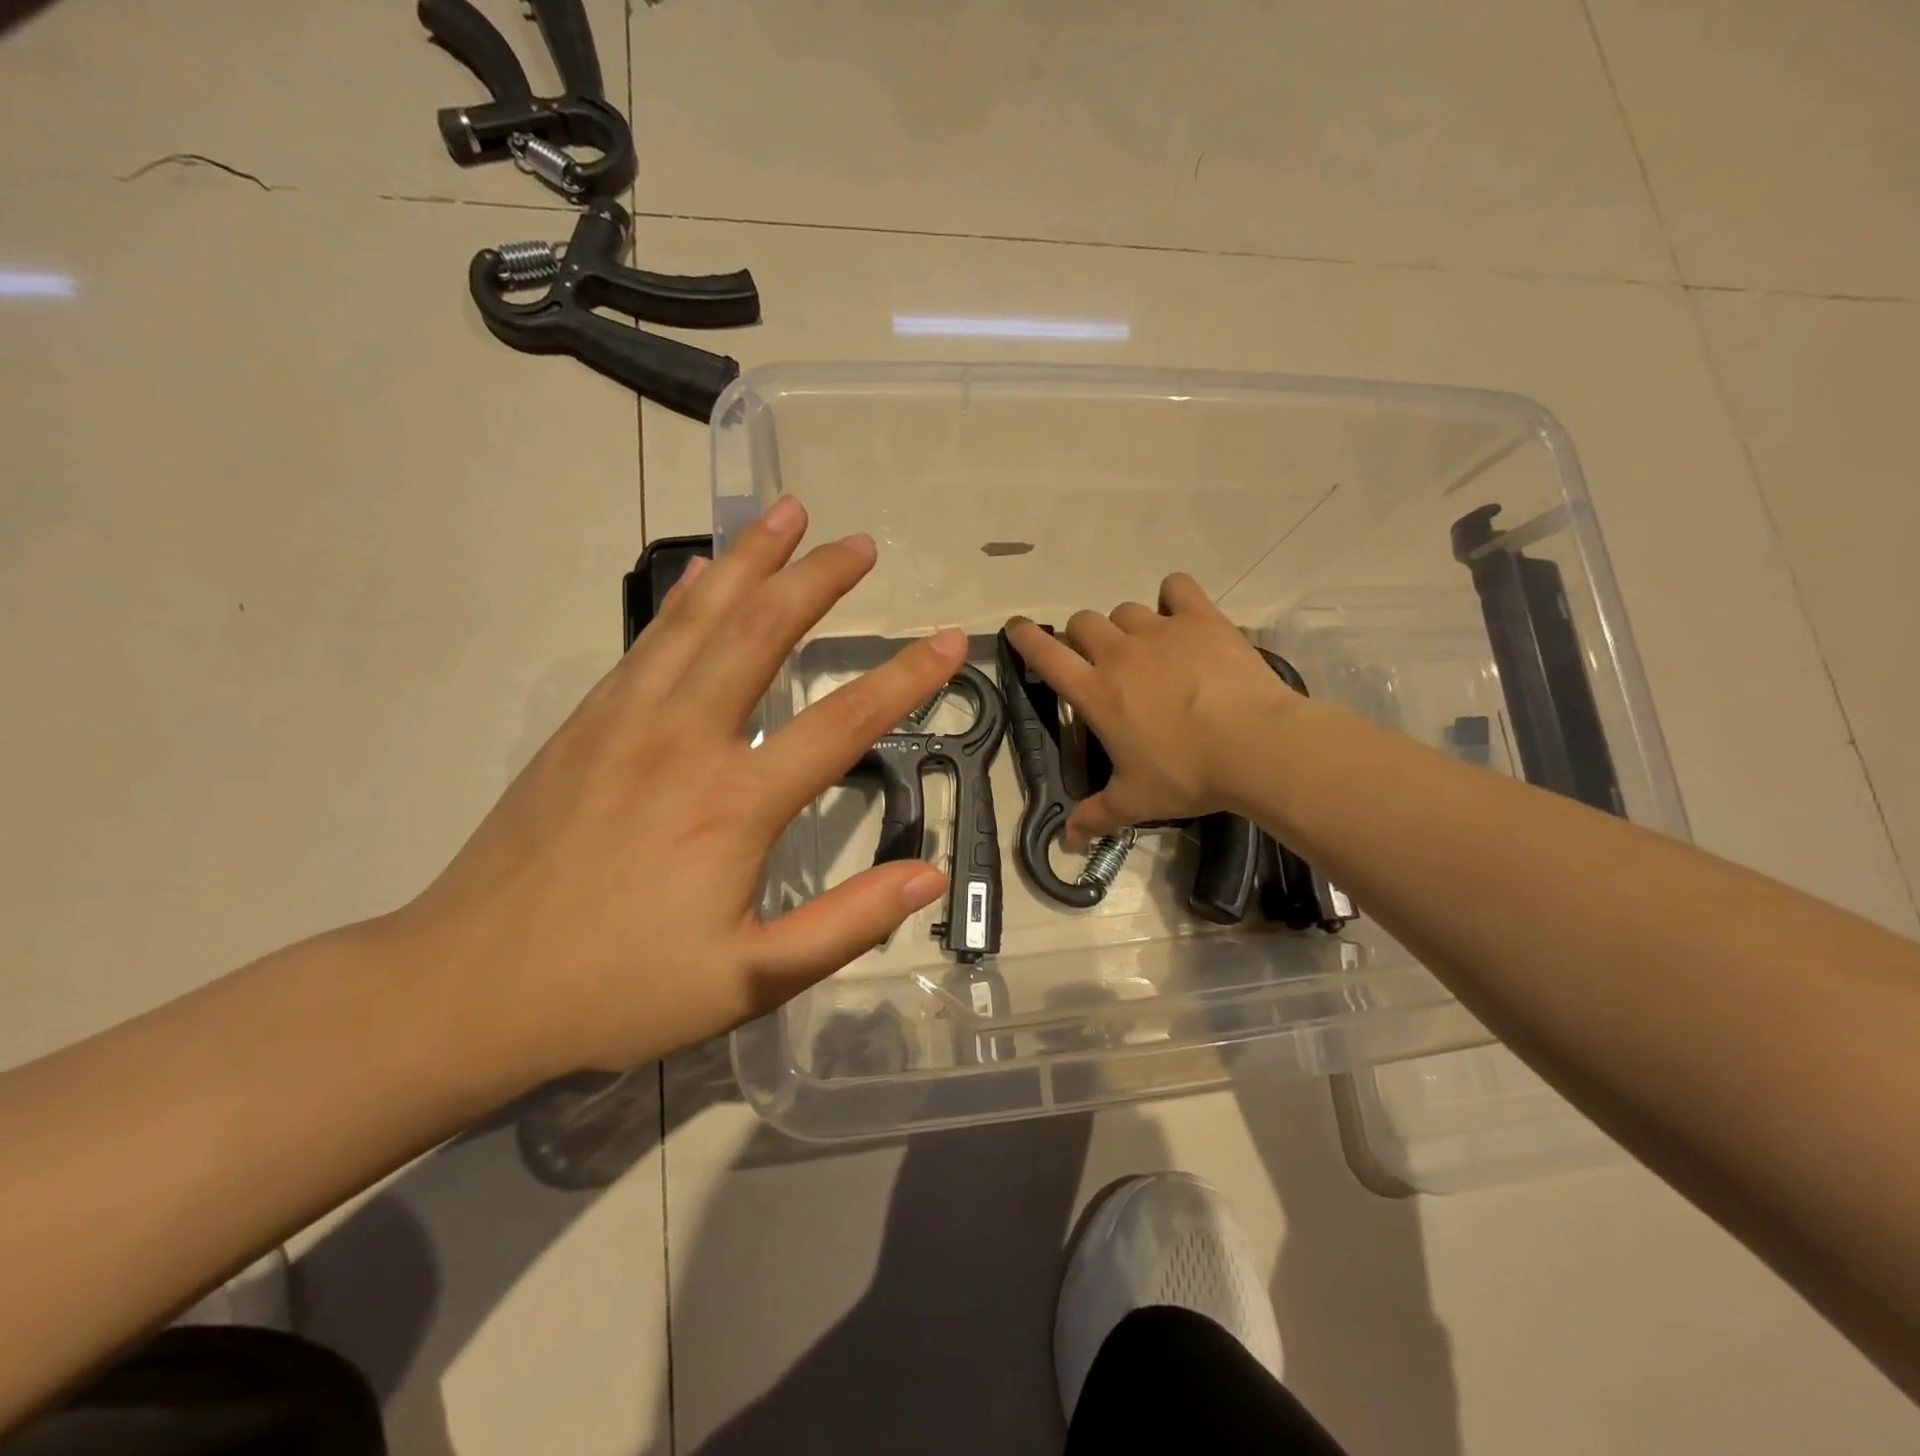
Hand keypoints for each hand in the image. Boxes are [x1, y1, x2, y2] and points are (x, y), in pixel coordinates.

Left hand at [398, 497, 964, 1078]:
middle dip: (818, 580)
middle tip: (861, 542)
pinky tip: (704, 574)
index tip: (951, 640)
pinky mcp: (585, 724)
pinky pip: (649, 641)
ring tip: (786, 514)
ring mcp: (626, 721)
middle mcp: (683, 739)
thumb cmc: (618, 990)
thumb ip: (846, 925)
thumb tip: (928, 876)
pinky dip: (687, 598)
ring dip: (750, 561)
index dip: (906, 678)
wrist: (465, 989)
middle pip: (763, 634)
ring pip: (700, 618)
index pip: (843, 723)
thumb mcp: (749, 981)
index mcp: (733, 802)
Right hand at [1006, 575, 1301, 841]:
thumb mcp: (1136, 801)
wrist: (1255, 747)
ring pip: (1125, 610)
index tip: (1018, 628)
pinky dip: (1173, 597)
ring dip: (1126, 626)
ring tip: (1146, 648)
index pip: (1046, 654)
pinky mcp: (1200, 619)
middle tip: (1102, 662)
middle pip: (1084, 622)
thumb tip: (1069, 840)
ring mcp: (1160, 631)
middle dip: (1084, 638)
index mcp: (1096, 692)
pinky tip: (1181, 614)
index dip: (1026, 638)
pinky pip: (1176, 588)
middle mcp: (1119, 654)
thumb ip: (1097, 816)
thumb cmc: (1187, 774)